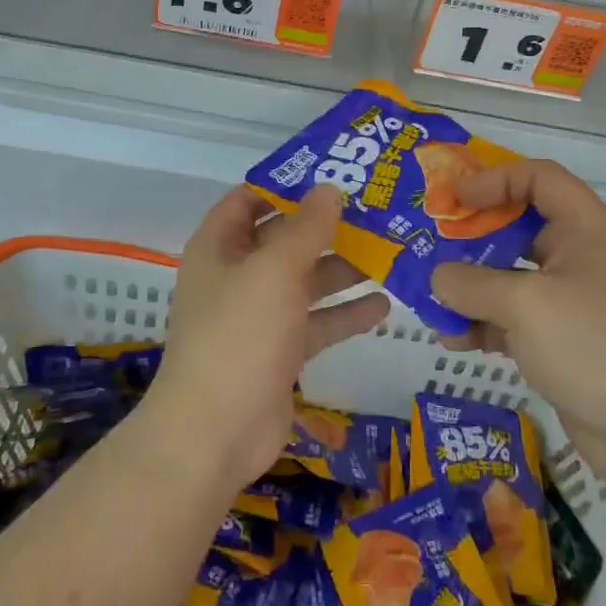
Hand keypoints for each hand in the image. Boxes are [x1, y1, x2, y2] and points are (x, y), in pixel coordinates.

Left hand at [148, 184, 390, 495]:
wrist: (215, 434)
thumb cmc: (239, 335)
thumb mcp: (275, 270)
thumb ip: (306, 228)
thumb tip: (330, 189)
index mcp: (220, 246)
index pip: (250, 199)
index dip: (286, 183)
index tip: (332, 172)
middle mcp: (237, 274)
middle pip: (285, 238)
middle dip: (327, 226)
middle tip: (377, 210)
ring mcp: (258, 315)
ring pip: (305, 280)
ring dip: (342, 268)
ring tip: (390, 252)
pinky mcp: (280, 351)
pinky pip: (316, 322)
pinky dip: (345, 313)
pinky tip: (384, 305)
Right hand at [430, 160, 605, 498]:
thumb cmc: (598, 344)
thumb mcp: (527, 305)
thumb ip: (473, 284)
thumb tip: (437, 277)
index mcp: (583, 228)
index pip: (537, 178)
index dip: (494, 179)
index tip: (453, 198)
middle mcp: (578, 257)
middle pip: (518, 228)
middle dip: (471, 236)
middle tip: (428, 244)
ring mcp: (570, 304)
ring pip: (510, 279)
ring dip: (470, 287)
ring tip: (430, 297)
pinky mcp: (561, 344)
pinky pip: (512, 322)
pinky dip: (482, 325)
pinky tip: (452, 340)